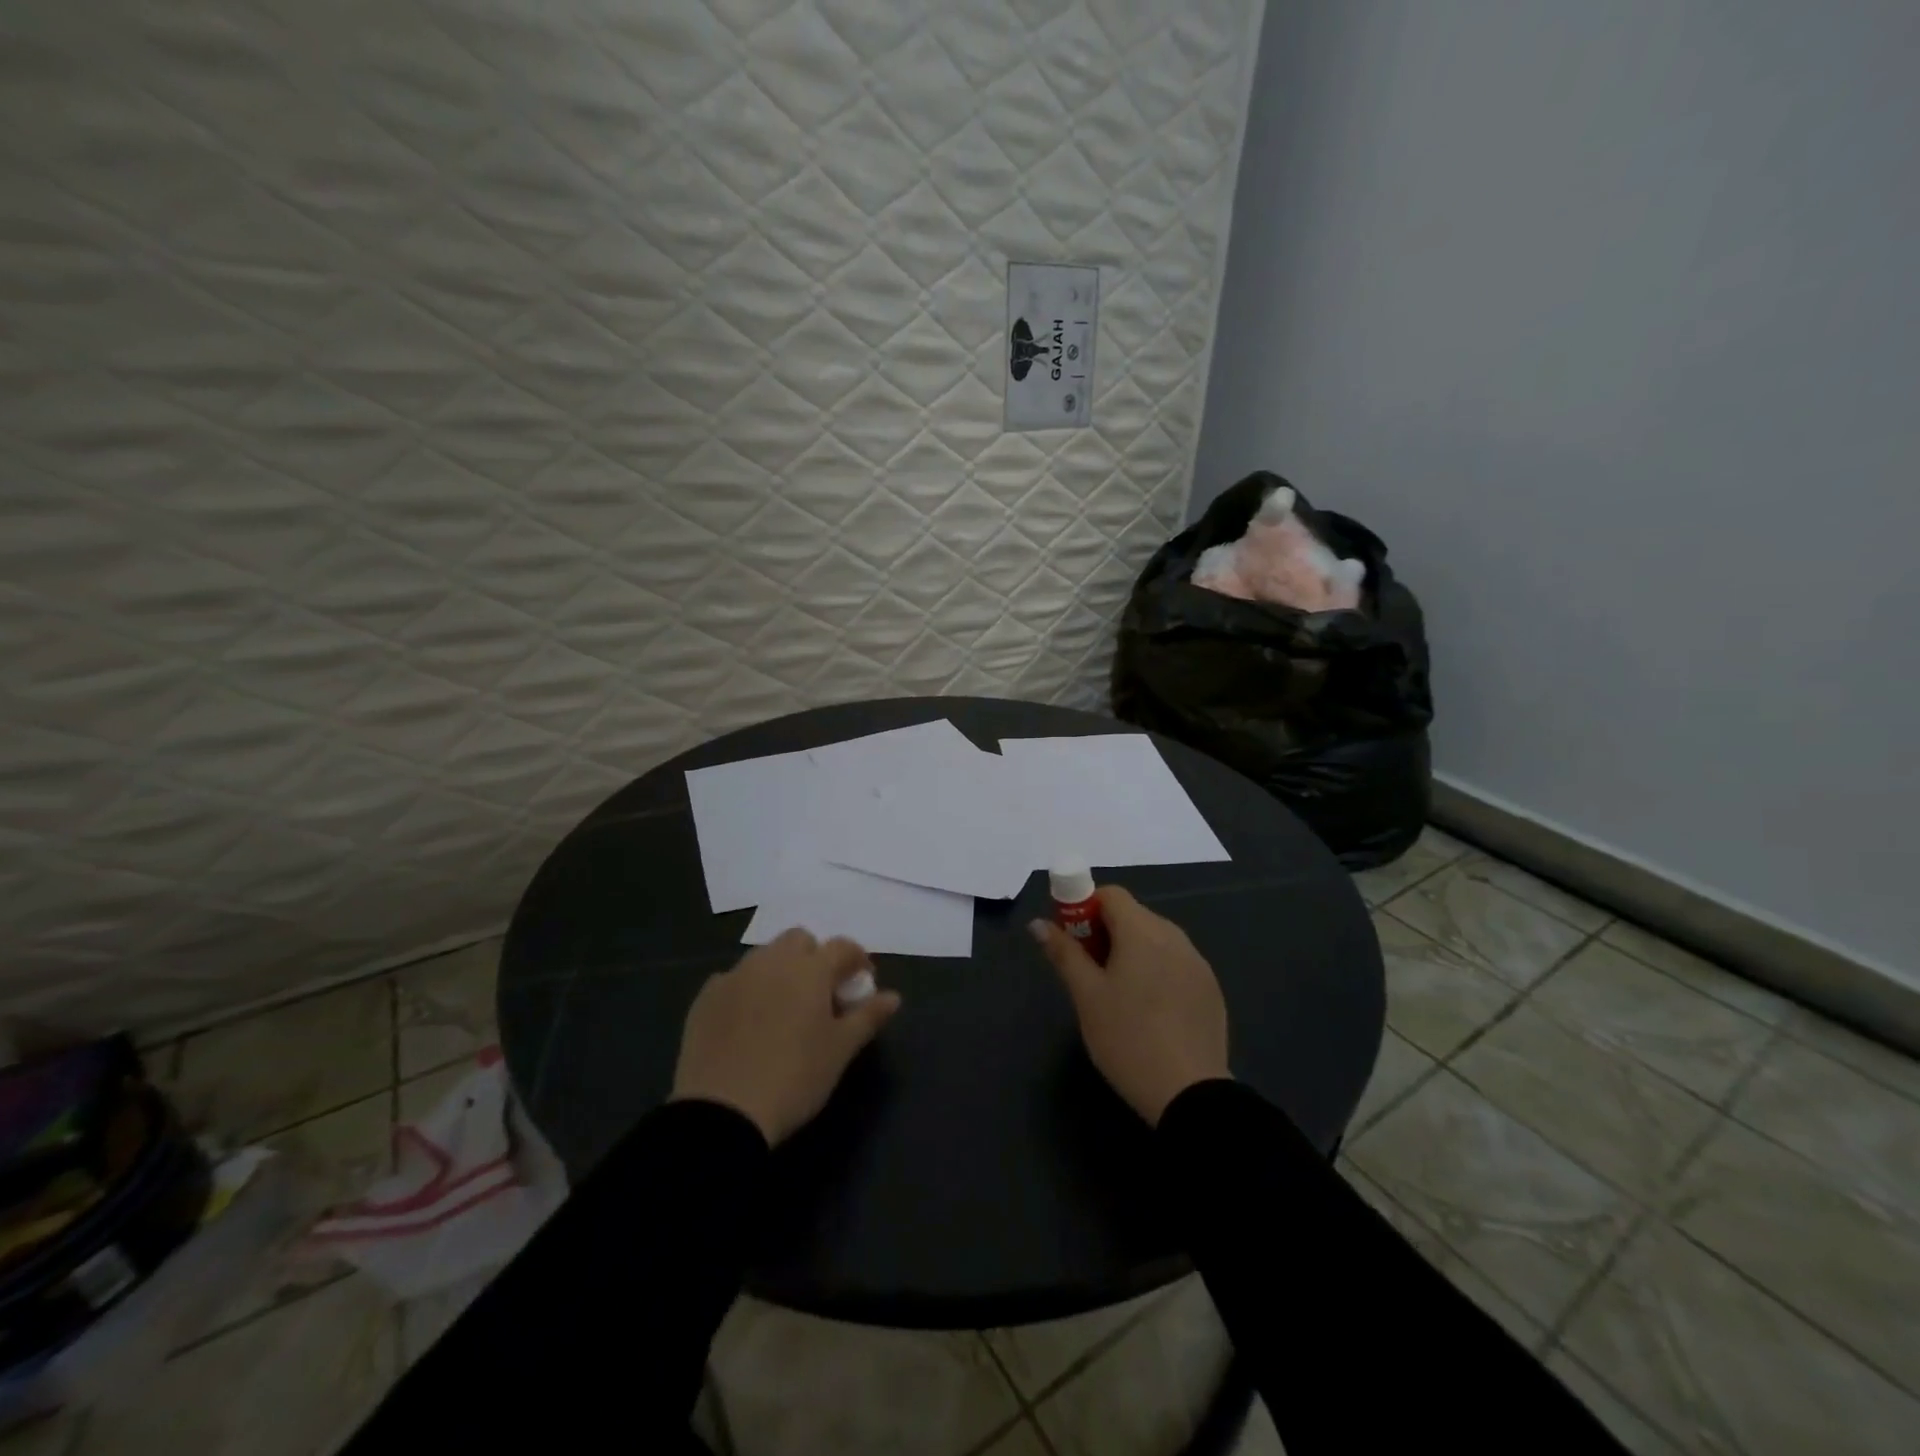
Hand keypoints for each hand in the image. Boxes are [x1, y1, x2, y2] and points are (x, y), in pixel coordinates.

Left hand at [671, 929, 901, 1145]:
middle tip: (821, 994)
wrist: (723, 1111)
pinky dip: (747, 990)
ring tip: (784, 1007)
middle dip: (815, 957)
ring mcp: (735, 976)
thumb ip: (868, 1017)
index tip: (862, 984)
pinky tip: (748, 1022)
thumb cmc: (795, 1077)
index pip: (842, 947)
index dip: (857, 960)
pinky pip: (733, 980)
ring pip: (765, 956)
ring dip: (780, 970)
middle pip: (799, 940)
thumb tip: (893, 997)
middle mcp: (772, 961)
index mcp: (810, 969)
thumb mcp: (840, 1050)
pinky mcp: (706, 997)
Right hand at [1030, 885, 1229, 1125]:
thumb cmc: (1127, 1037)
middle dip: (1106, 932)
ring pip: (1155, 940)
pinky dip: (1156, 972)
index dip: (1084, 909)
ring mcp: (1197, 962)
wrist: (1190, 1094)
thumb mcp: (1086, 996)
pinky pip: (1176, 963)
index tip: (1072, 942)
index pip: (1110, 894)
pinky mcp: (1211, 988)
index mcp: (1143, 931)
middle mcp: (1174, 936)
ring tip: (1118, 995)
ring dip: (1132, 952)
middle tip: (1089, 972)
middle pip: (1133, 916)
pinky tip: (1150, 1012)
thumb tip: (1039, 924)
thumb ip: (1063, 953)